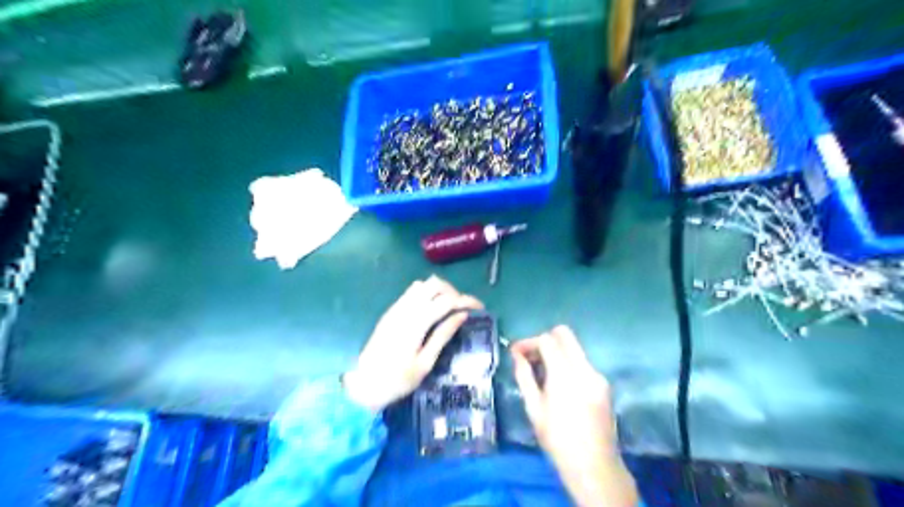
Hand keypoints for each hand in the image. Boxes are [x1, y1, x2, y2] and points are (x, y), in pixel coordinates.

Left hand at [344, 278, 482, 411]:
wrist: (362, 384)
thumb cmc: (397, 380)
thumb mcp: (425, 363)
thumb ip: (443, 335)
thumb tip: (462, 315)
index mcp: (416, 323)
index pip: (447, 300)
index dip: (466, 300)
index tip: (481, 308)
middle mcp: (406, 308)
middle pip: (435, 284)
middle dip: (454, 291)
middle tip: (464, 308)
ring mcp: (396, 307)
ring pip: (423, 284)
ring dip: (440, 290)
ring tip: (450, 308)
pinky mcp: (391, 311)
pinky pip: (412, 291)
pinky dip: (427, 293)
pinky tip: (432, 310)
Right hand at [507, 326, 641, 504]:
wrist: (594, 466)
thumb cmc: (557, 439)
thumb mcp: (534, 408)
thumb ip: (524, 376)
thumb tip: (517, 355)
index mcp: (565, 374)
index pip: (547, 340)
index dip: (528, 342)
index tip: (516, 352)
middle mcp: (585, 368)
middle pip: (564, 334)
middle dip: (544, 339)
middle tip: (531, 357)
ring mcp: (597, 375)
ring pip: (574, 348)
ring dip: (556, 351)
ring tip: (542, 372)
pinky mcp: (604, 384)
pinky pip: (582, 362)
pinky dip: (568, 364)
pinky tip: (559, 384)